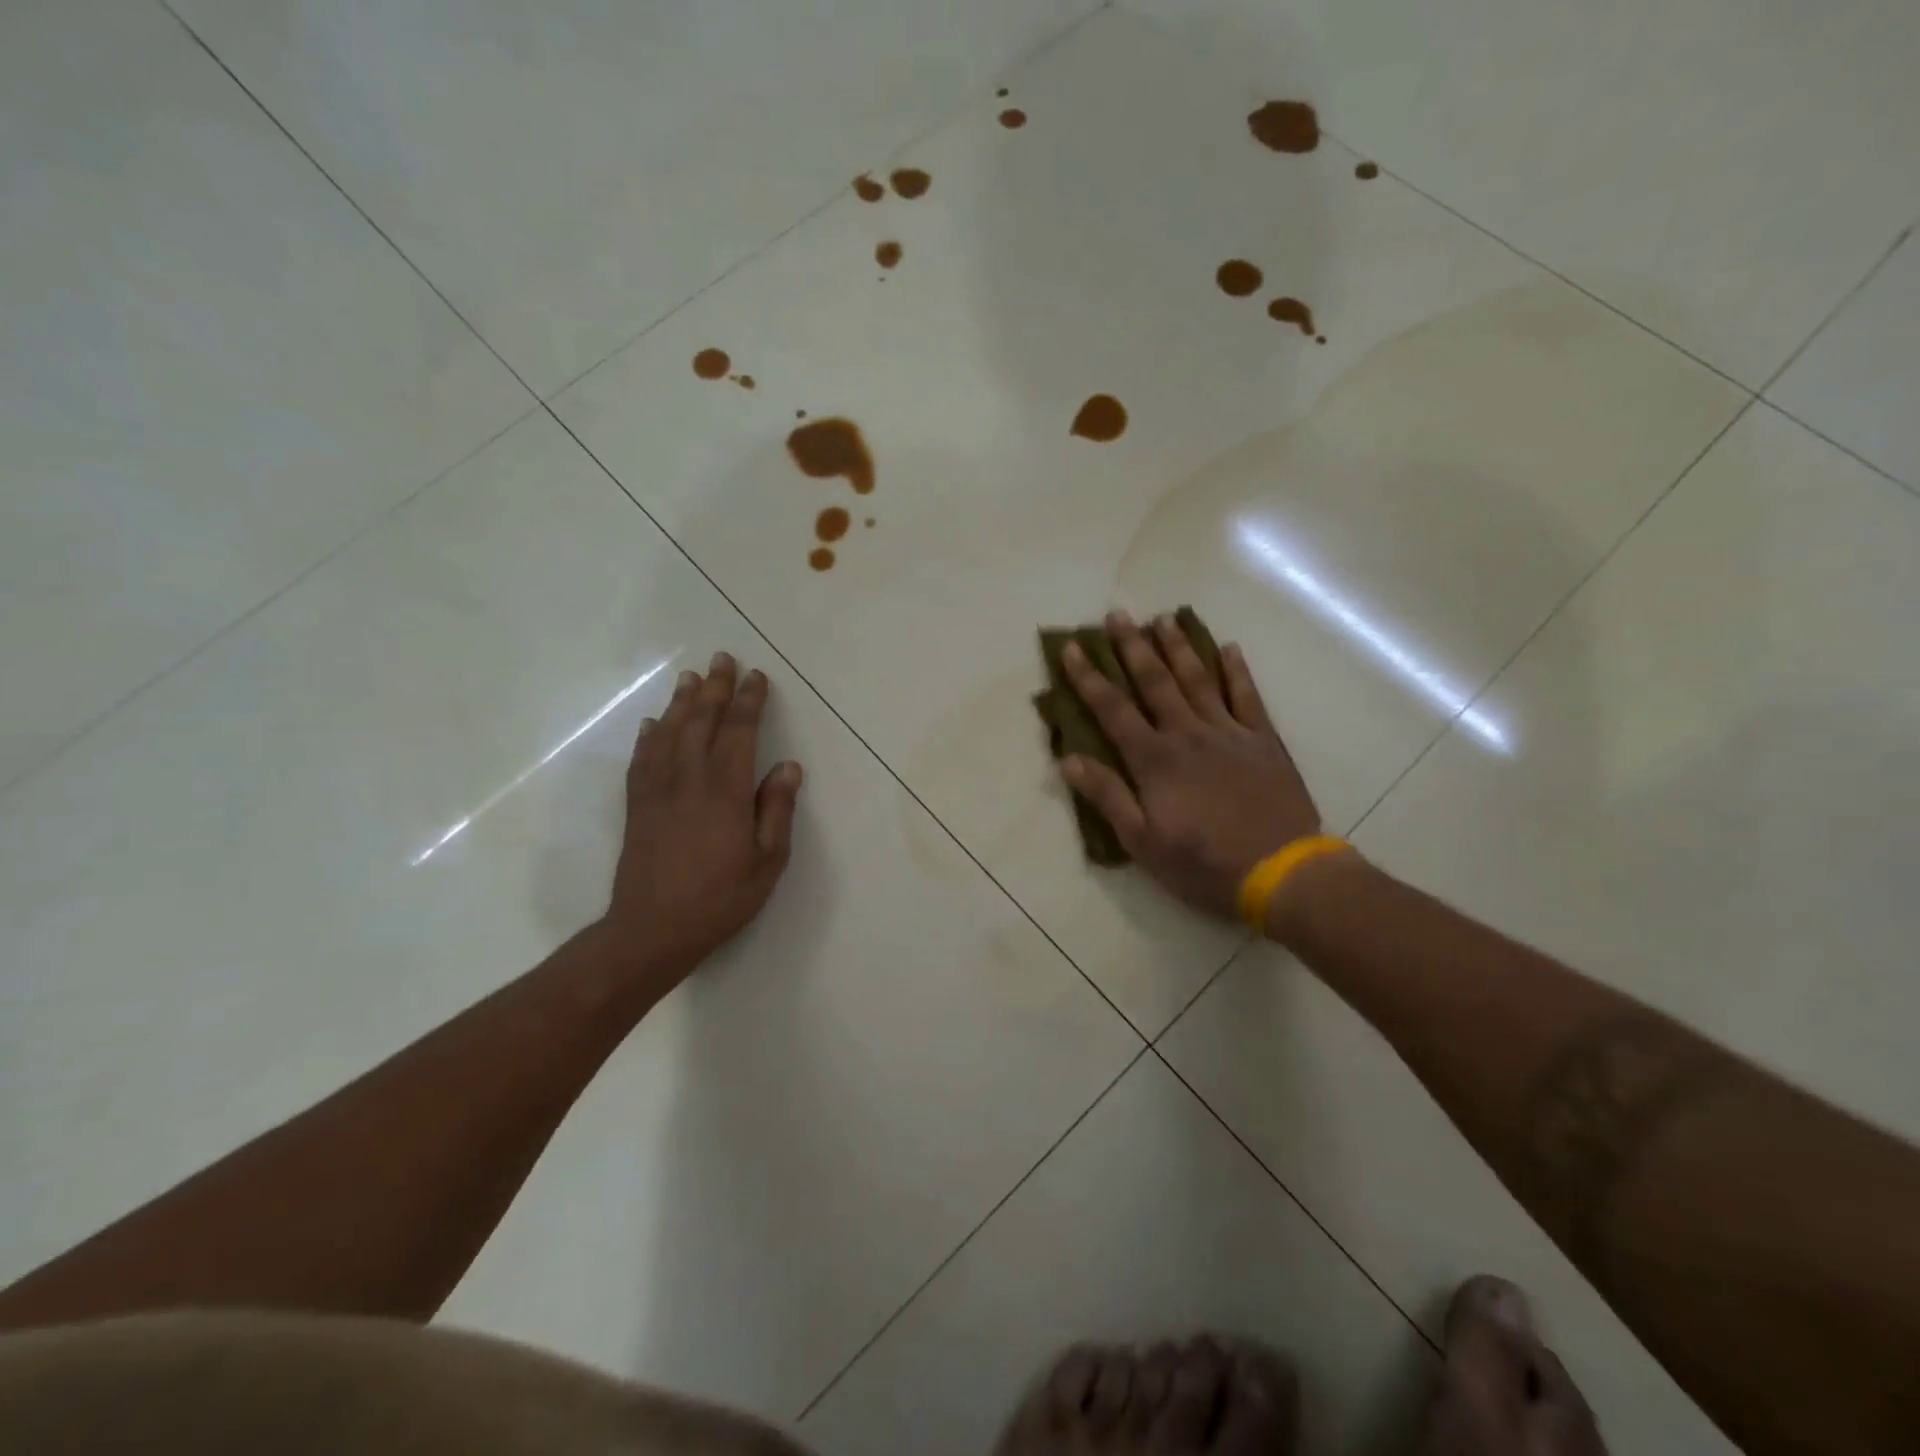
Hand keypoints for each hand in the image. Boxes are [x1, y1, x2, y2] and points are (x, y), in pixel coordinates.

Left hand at [604, 652, 802, 984]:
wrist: (652, 930)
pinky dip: (649, 735)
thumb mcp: (767, 861)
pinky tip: (653, 723)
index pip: (738, 732)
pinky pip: (642, 758)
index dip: (749, 701)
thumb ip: (776, 810)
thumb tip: (787, 766)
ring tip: (691, 677)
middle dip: (714, 688)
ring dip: (682, 702)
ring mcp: (657, 790)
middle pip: (701, 722)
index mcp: (725, 791)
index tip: (757, 677)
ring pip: (669, 733)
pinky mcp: (637, 806)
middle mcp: (688, 779)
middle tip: (722, 659)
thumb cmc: (721, 898)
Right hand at [1057, 611, 1320, 919]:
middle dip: (1132, 647)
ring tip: (1164, 619)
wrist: (1280, 871)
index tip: (1072, 648)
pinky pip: (1247, 696)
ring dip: (1179, 647)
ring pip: (1198, 680)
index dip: (1089, 678)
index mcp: (1154, 760)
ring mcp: (1229, 733)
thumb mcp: (1142, 842)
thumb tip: (1068, 759)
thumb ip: (1107, 796)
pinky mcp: (1263, 740)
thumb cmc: (1203, 863)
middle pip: (1155, 682)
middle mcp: (1187, 734)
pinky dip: (1236, 671)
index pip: (1113, 710)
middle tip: (1117, 615)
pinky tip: (1228, 648)